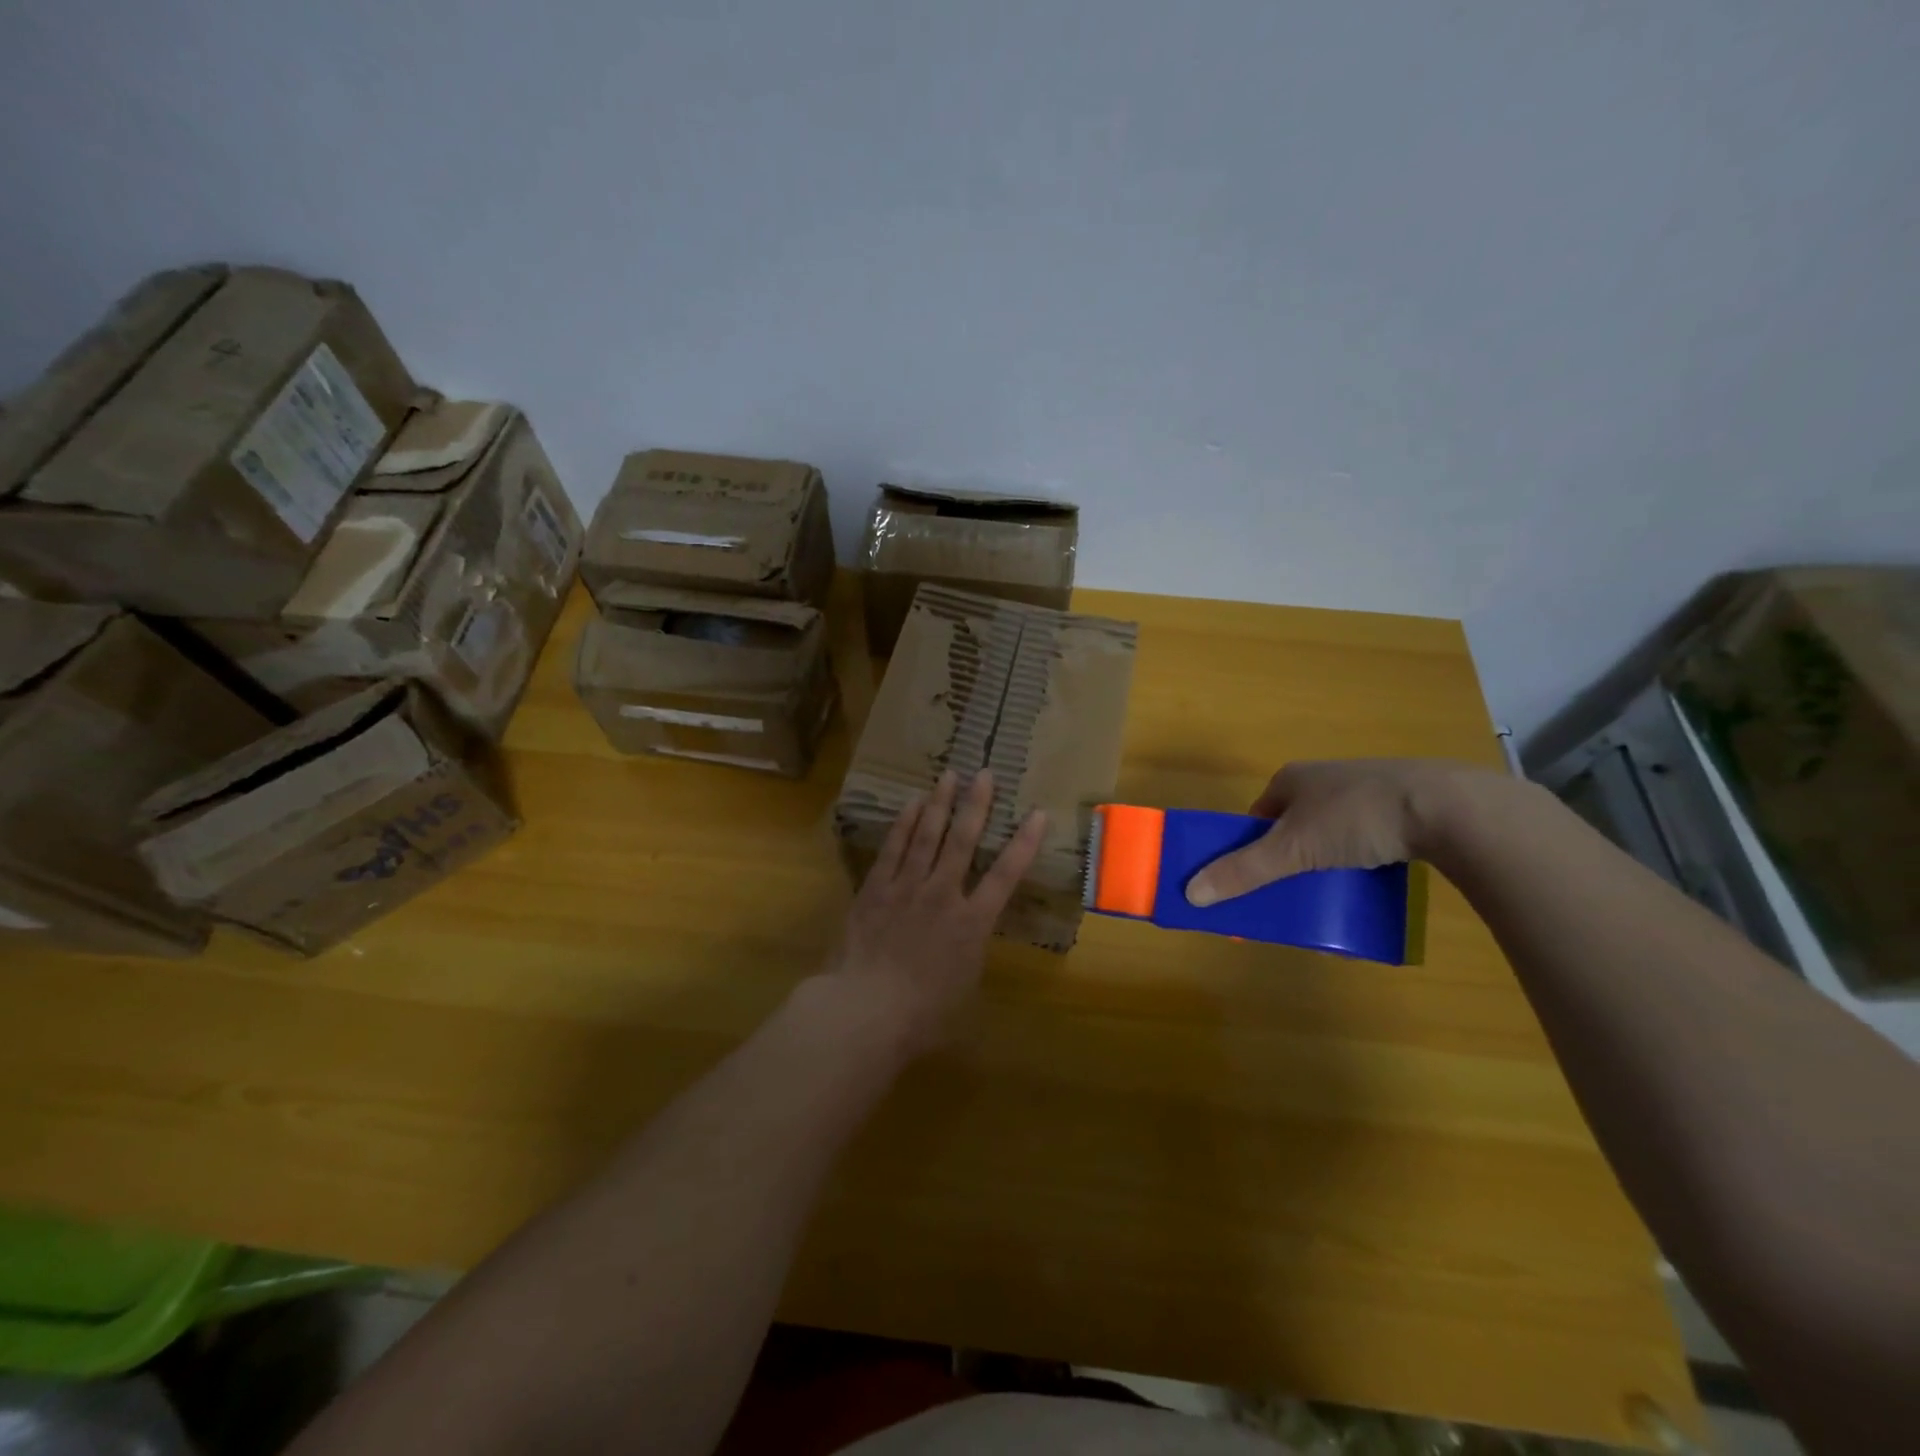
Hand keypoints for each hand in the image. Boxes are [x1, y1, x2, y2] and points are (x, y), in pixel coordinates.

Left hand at [825, 768, 1045, 1054]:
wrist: (865, 1009)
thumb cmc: (922, 1014)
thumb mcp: (964, 990)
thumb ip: (971, 957)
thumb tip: (971, 943)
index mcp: (972, 923)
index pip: (1006, 875)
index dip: (1025, 843)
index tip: (1038, 814)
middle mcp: (943, 895)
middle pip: (963, 841)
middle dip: (976, 805)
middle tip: (984, 773)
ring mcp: (907, 888)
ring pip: (927, 836)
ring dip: (940, 804)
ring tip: (949, 775)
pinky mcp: (876, 890)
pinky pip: (893, 849)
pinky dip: (904, 824)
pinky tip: (912, 804)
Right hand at [1185, 758, 1481, 905]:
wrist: (1447, 807)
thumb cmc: (1355, 818)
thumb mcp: (1292, 850)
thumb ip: (1242, 871)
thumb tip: (1190, 893)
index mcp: (1292, 778)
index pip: (1258, 815)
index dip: (1251, 846)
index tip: (1256, 878)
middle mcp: (1325, 777)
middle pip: (1294, 824)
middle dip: (1291, 856)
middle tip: (1294, 890)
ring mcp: (1367, 787)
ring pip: (1333, 829)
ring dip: (1328, 857)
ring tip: (1335, 887)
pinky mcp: (1404, 803)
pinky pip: (1370, 834)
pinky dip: (1364, 855)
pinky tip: (1374, 876)